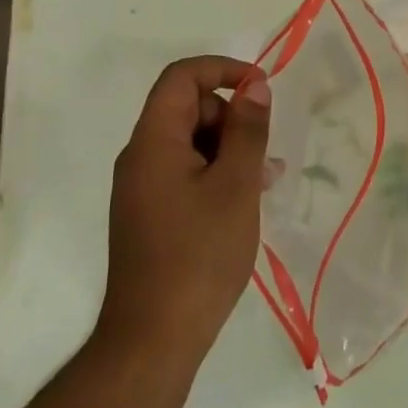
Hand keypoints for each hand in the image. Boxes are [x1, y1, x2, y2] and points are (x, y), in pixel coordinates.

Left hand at [98, 56, 272, 363]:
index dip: (223, 71)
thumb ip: (247, 131)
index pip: (181, 78)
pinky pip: (187, 174)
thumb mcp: (236, 186)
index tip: (263, 89)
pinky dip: (218, 174)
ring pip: (191, 144)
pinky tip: (248, 199)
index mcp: (153, 142)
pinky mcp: (152, 214)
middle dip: (231, 117)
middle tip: (266, 151)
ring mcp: (144, 189)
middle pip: (187, 109)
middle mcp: (141, 158)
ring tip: (267, 179)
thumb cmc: (200, 254)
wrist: (155, 336)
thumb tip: (255, 86)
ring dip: (230, 149)